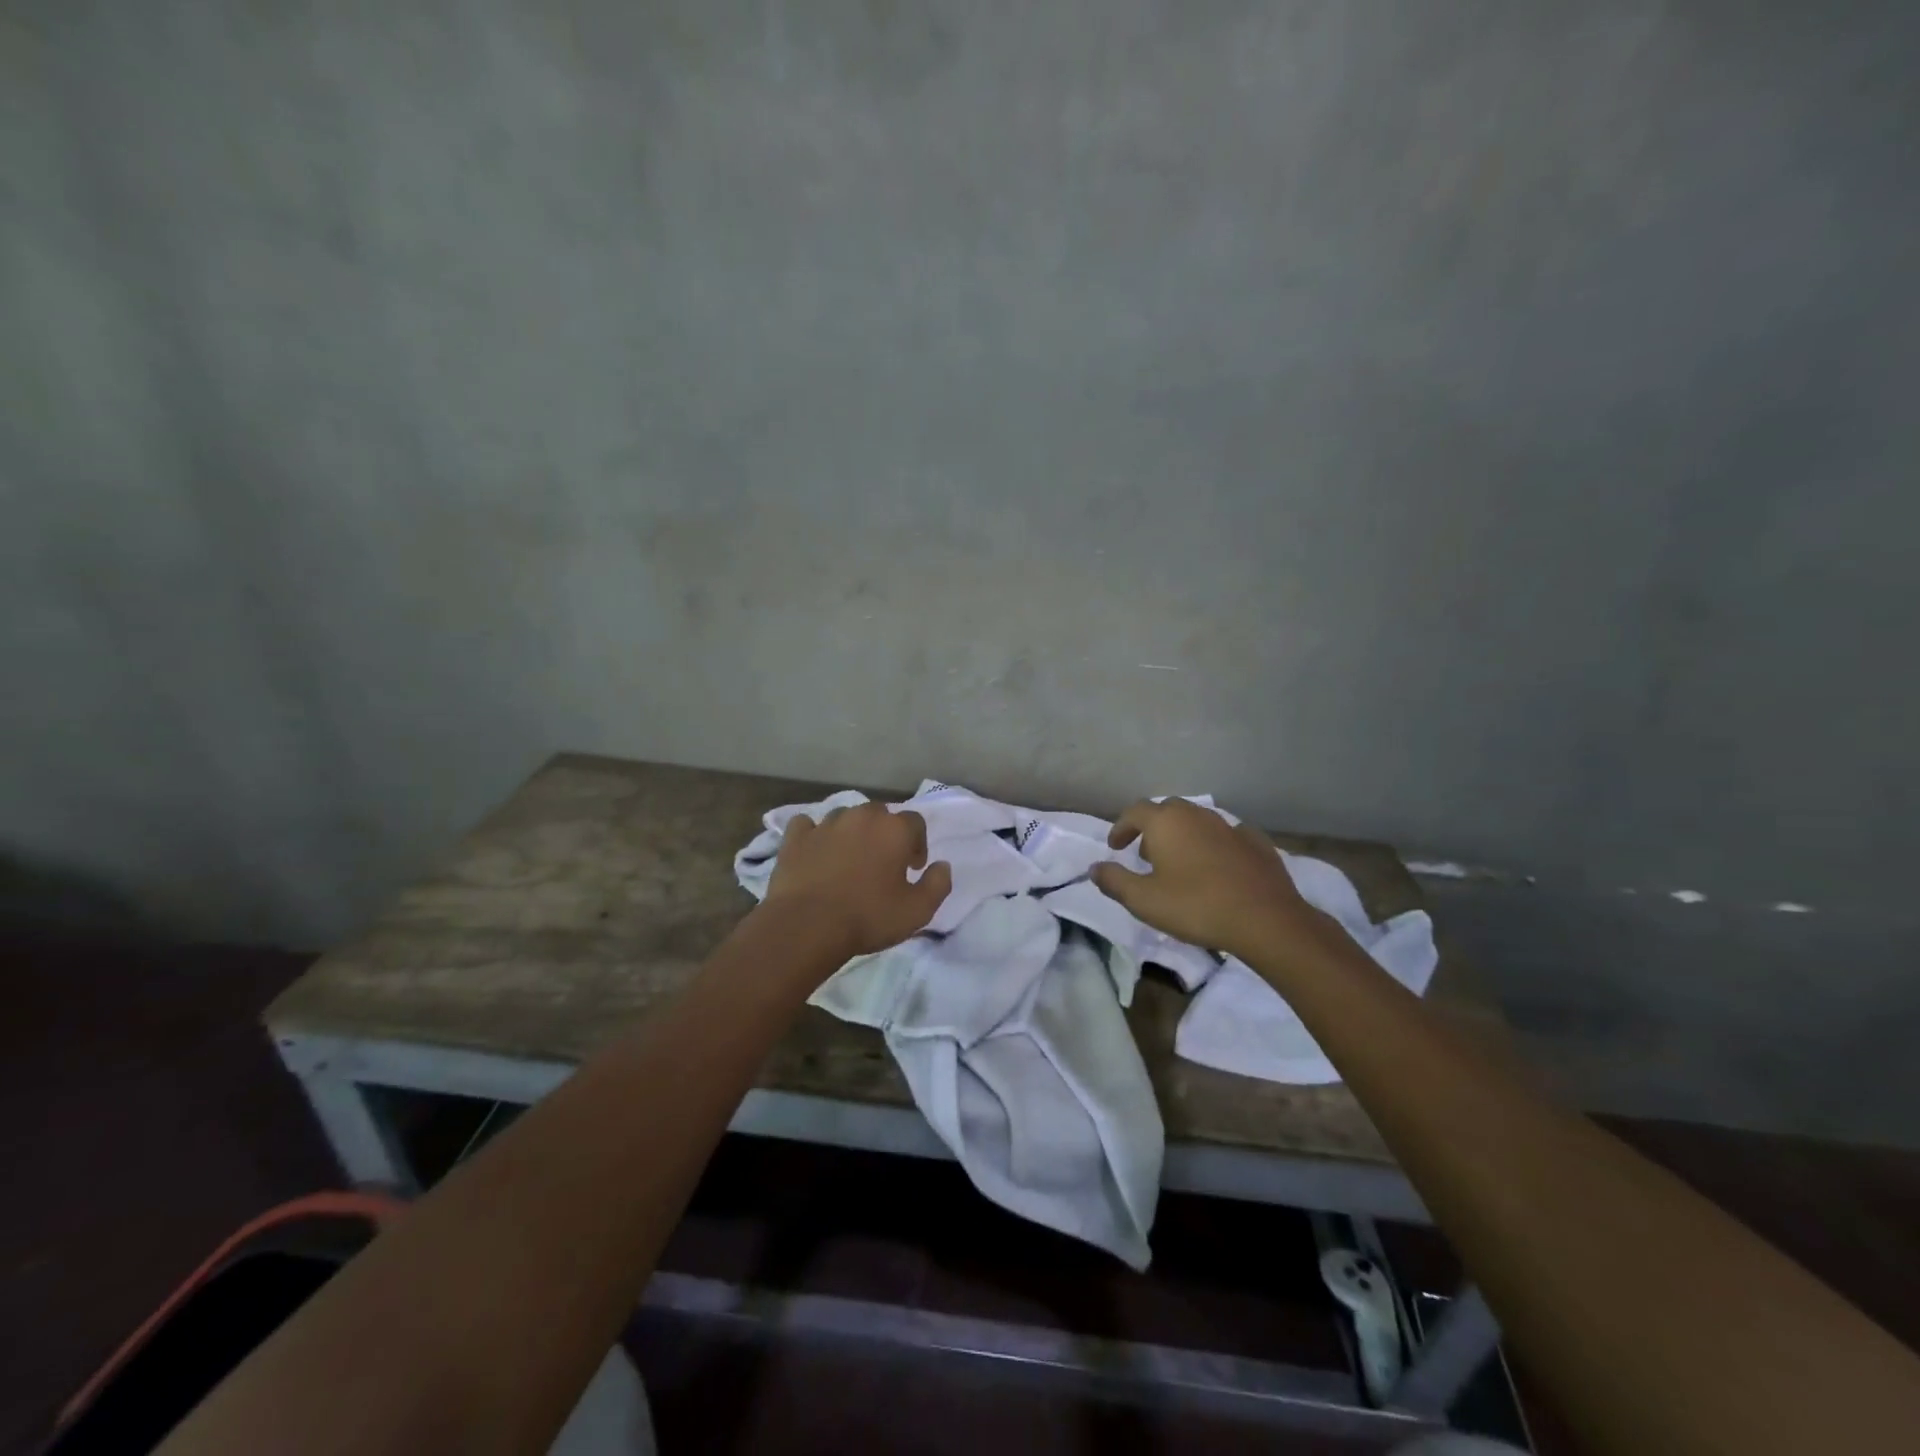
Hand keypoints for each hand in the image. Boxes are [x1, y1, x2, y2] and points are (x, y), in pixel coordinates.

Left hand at [764, 802, 953, 957]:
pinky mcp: (796, 837)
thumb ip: (938, 884)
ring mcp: (826, 824)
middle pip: (880, 814)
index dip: (918, 844)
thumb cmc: (868, 917)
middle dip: (885, 834)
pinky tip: (815, 852)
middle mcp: (861, 816)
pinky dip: (814, 835)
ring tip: (849, 860)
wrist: (807, 926)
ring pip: (845, 817)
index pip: (916, 822)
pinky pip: (807, 825)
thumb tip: (942, 865)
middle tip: (882, 864)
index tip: (912, 869)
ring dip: (852, 833)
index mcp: (894, 829)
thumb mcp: (917, 911)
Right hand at [1092, 798, 1326, 961]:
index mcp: (1166, 823)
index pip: (1135, 811)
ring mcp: (1229, 826)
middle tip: (1146, 854)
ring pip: (1198, 820)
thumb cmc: (1196, 906)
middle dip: (1153, 828)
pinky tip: (1218, 866)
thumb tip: (1094, 868)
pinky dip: (1214, 845)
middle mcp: (1197, 815)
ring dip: (1183, 835)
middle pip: (1168, 810)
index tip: (1115, 847)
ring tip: (1180, 862)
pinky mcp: (1256, 842)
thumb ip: (1114, 881)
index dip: (1121, 827)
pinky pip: (1227, 836)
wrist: (1265, 919)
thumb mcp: (1144, 901)